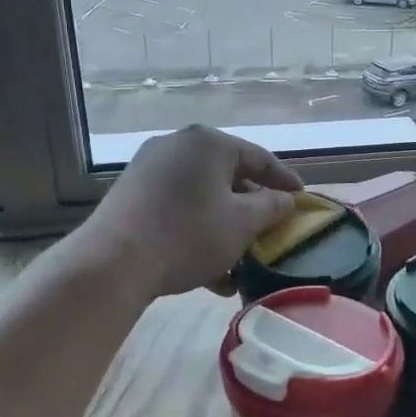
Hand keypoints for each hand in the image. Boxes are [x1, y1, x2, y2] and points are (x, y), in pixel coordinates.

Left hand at [76, 126, 302, 299]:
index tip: (303, 199)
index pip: (259, 157)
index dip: (285, 180)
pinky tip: (211, 273)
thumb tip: (285, 200)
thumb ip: (271, 207)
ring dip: (225, 228)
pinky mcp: (131, 195)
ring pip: (202, 197)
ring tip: (242, 263)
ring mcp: (149, 169)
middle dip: (251, 209)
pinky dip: (198, 232)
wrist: (112, 263)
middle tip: (271, 230)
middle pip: (228, 176)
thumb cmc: (187, 235)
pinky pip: (177, 208)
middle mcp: (177, 146)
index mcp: (208, 143)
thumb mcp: (242, 223)